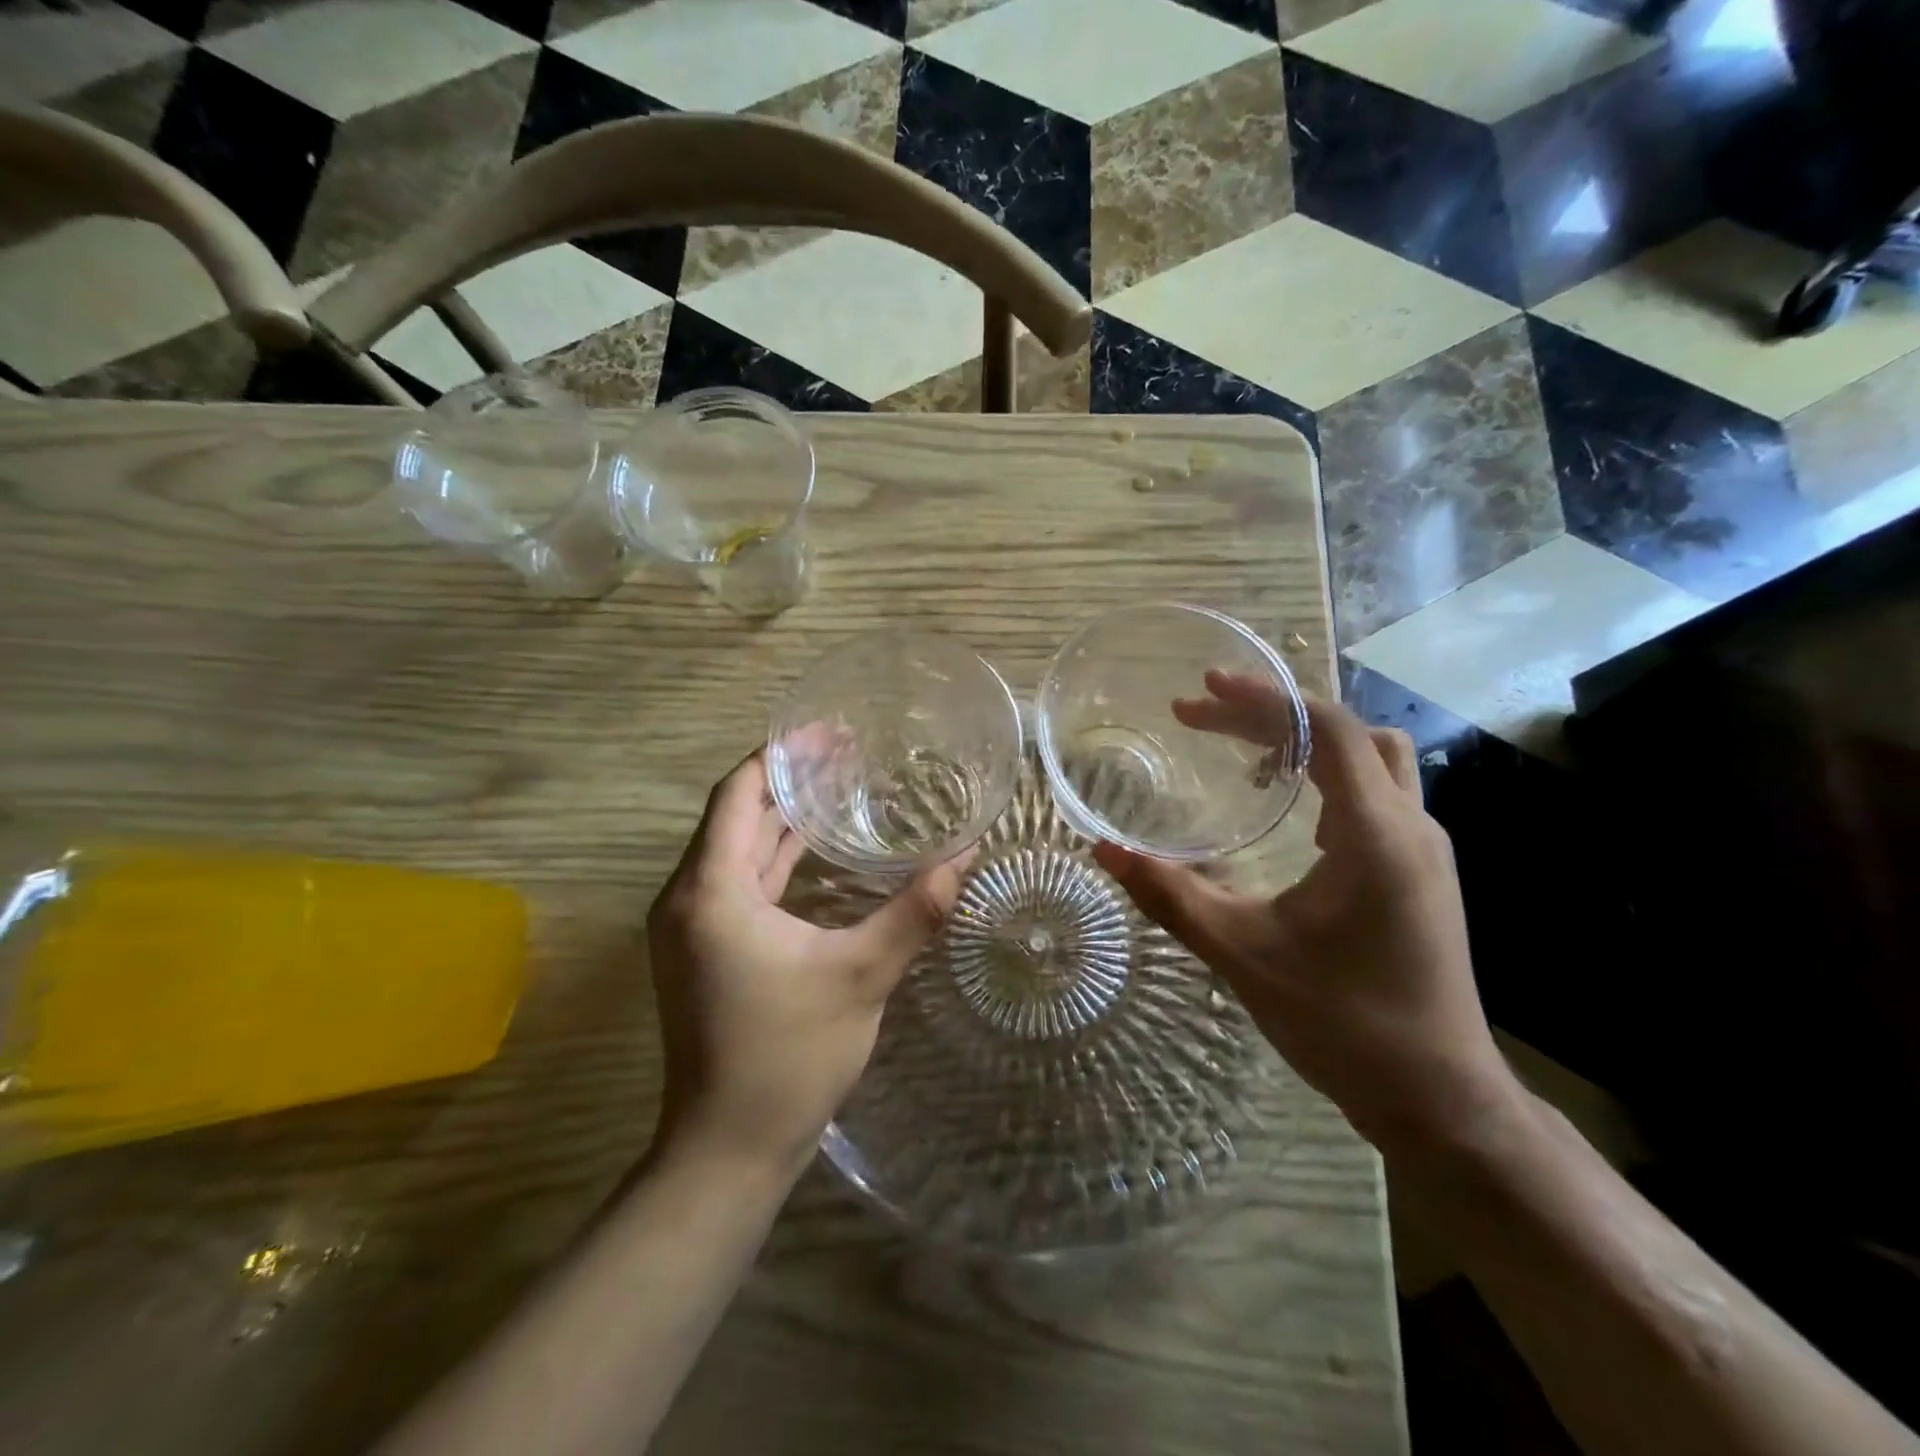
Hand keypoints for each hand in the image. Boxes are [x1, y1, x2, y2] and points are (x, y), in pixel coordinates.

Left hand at [646, 752, 972, 1175]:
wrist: (728, 1151)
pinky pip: (740, 882)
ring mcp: (693, 927)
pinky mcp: (706, 951)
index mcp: (710, 890)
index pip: (737, 794)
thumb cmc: (787, 1057)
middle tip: (846, 753)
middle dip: (788, 781)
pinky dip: (776, 858)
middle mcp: (689, 898)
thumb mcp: (860, 976)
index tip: (829, 732)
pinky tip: (817, 851)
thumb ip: (913, 912)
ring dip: (782, 819)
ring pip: (737, 850)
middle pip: (736, 815)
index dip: (781, 756)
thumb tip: (966, 857)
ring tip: (839, 787)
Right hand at [1094, 675, 1520, 1158]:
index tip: (1204, 688)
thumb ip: (1170, 896)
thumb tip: (1104, 851)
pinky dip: (1328, 775)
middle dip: (1276, 714)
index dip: (1264, 699)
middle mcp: (1410, 827)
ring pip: (1372, 759)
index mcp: (1376, 834)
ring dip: (1308, 741)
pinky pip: (1376, 794)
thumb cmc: (1343, 1023)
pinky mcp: (1421, 872)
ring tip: (1243, 753)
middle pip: (1350, 732)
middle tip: (1207, 718)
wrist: (1438, 1097)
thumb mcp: (1243, 954)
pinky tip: (1286, 808)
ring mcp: (1425, 849)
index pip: (1328, 729)